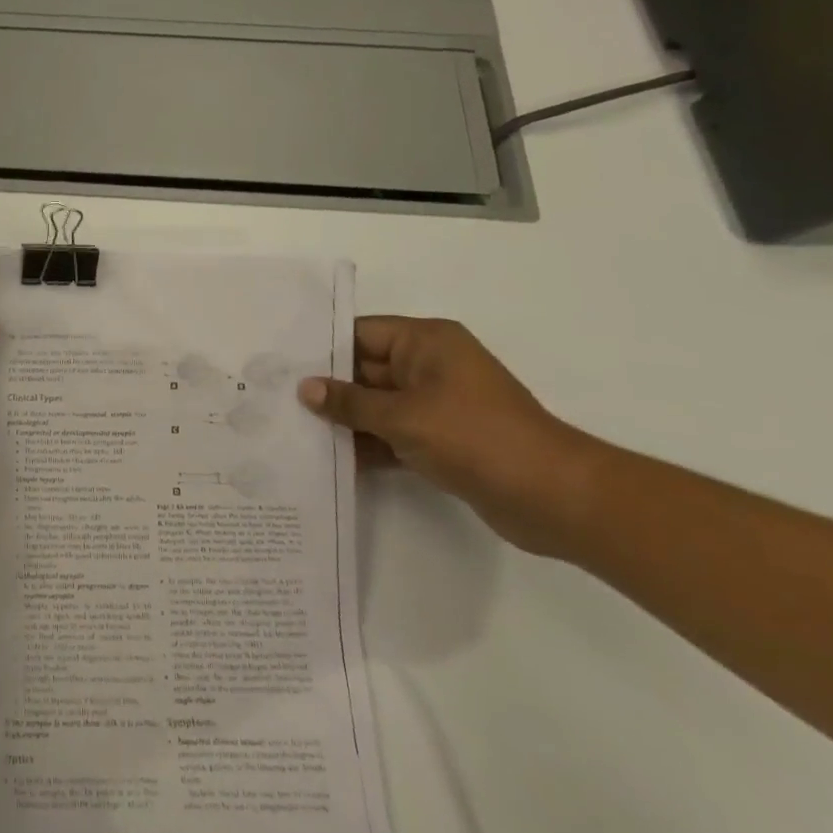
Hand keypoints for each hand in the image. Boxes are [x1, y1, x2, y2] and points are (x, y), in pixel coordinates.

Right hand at [299, 316, 603, 556]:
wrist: (555, 498)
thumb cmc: (476, 438)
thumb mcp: (403, 417)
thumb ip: (350, 403)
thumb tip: (305, 389)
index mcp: (427, 343)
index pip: (361, 334)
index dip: (322, 348)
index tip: (280, 363)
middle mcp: (430, 367)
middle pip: (366, 370)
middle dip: (328, 388)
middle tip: (277, 400)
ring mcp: (438, 405)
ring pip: (377, 405)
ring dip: (345, 420)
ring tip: (293, 430)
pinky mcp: (443, 440)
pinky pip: (393, 434)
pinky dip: (368, 444)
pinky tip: (330, 459)